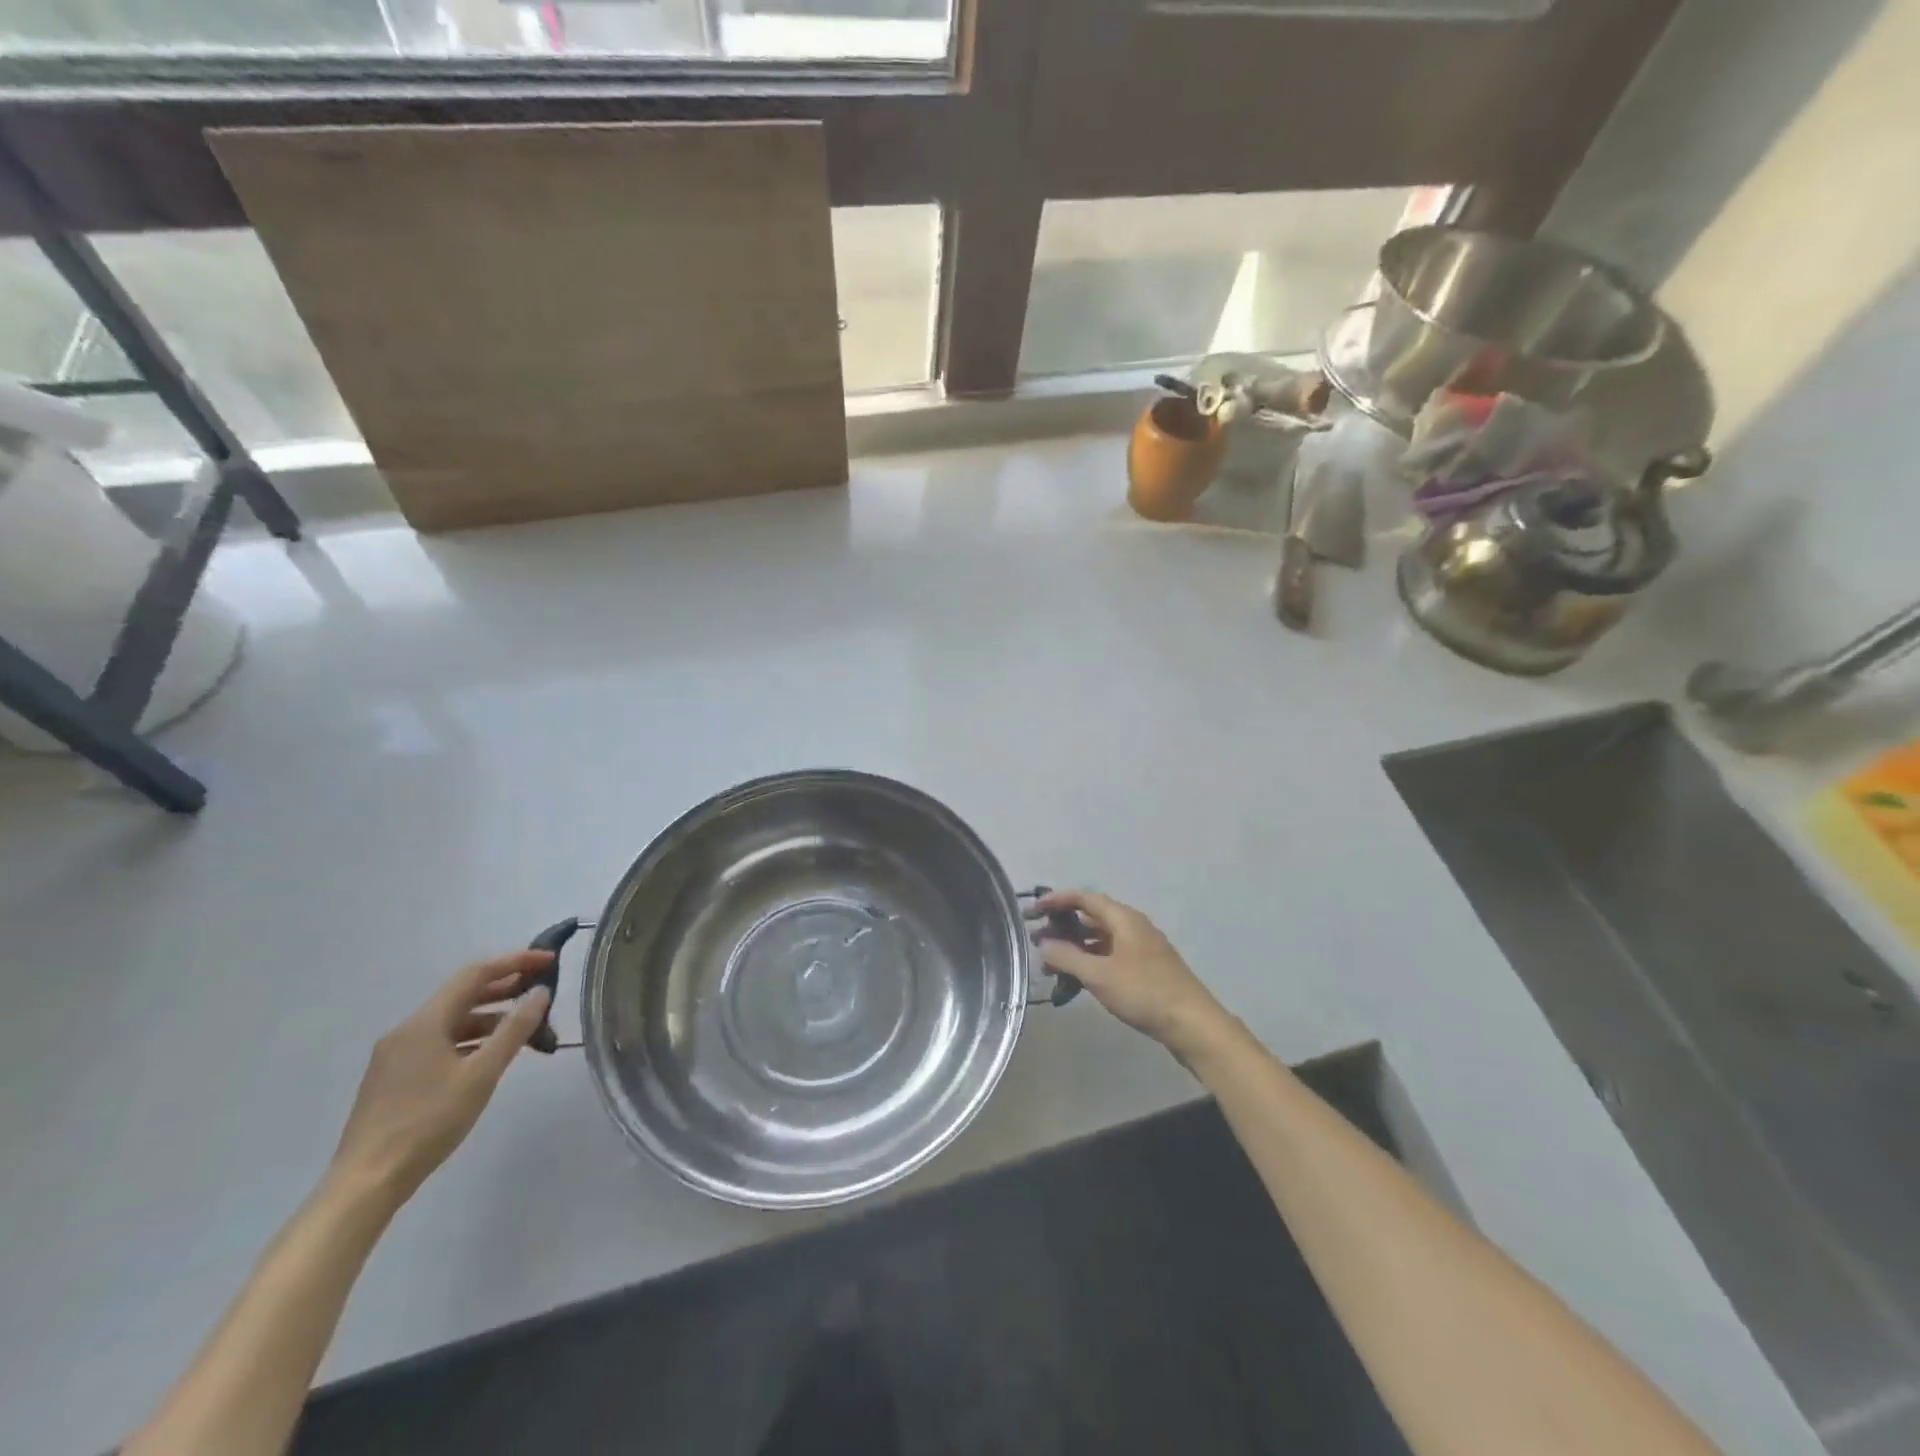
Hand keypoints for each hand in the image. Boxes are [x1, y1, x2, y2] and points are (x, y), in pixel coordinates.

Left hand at [329, 951, 553, 1205]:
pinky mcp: (394, 1078)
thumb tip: (540, 992)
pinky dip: (471, 1039)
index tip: (548, 960)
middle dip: (505, 987)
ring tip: (525, 1026)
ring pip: (452, 1021)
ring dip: (490, 1017)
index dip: (515, 962)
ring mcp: (396, 1055)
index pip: (475, 974)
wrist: (367, 1183)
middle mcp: (407, 1030)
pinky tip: (490, 1055)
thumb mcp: (481, 1074)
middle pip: (462, 995)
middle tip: (542, 988)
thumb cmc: (428, 1122)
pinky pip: (440, 1042)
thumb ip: (514, 1030)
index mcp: (425, 1022)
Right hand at [1027, 890, 1230, 1057]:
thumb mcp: (1099, 975)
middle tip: (1036, 941)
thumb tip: (1043, 944)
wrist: (1192, 1024)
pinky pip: (1110, 956)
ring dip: (1074, 948)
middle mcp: (1133, 926)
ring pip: (1100, 939)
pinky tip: (1077, 981)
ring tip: (1051, 966)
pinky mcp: (1146, 969)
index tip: (1032, 911)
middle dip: (1062, 927)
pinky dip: (1090, 962)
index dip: (1056, 900)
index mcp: (1123, 918)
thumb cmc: (1144, 992)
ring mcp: (1141, 948)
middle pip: (1091, 917)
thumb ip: (1067, 957)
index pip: (1084, 897)